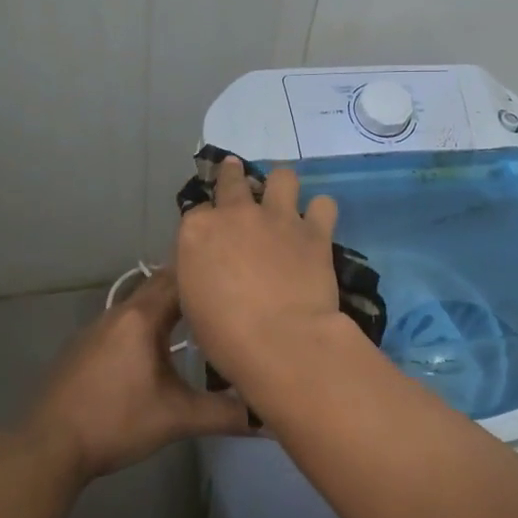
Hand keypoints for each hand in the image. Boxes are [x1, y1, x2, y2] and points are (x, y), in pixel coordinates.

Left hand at [20, 269, 252, 481]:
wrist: (47, 447)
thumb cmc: (115, 422)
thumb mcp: (176, 419)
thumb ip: (225, 414)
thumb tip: (269, 419)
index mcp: (142, 318)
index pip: (181, 278)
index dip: (209, 273)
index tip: (237, 274)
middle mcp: (118, 312)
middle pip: (160, 286)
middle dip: (192, 287)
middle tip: (226, 293)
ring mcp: (96, 328)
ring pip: (140, 305)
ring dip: (168, 306)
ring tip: (200, 317)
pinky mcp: (84, 347)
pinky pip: (124, 323)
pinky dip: (146, 324)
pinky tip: (157, 348)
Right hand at [173, 156, 349, 390]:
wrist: (281, 341)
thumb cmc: (225, 335)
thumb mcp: (193, 303)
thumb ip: (200, 273)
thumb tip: (209, 268)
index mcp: (197, 231)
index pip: (197, 212)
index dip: (205, 223)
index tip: (210, 236)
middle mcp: (236, 214)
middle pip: (232, 179)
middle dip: (233, 176)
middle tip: (238, 180)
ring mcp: (278, 217)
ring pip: (282, 177)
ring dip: (281, 186)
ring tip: (284, 201)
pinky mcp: (314, 231)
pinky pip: (324, 205)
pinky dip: (321, 213)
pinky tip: (318, 225)